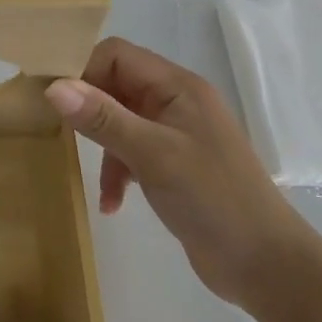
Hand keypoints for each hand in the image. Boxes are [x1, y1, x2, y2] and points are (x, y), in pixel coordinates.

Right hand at [45, 36, 314, 309]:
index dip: (83, 69)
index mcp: (177, 87)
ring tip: (96, 180)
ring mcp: (177, 135)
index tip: (55, 100)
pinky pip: (132, 153)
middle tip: (60, 134)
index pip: (117, 55)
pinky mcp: (175, 165)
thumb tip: (54, 86)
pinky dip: (118, 173)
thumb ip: (103, 118)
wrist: (267, 266)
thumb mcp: (152, 155)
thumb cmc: (213, 198)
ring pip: (120, 121)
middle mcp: (176, 102)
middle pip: (116, 86)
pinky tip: (112, 203)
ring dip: (104, 148)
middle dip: (89, 109)